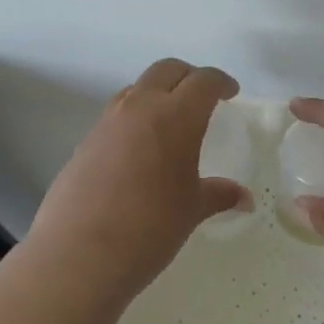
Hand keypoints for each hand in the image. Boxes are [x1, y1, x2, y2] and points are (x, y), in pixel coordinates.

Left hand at [27, 59, 251, 297]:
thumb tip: (243, 198)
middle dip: (189, 76)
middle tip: (203, 97)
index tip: (230, 93)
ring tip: (170, 121)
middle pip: (166, 70)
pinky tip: (140, 151)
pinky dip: (134, 118)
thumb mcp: (191, 210)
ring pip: (137, 89)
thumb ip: (218, 195)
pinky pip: (116, 115)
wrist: (79, 253)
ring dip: (157, 93)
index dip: (220, 82)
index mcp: (175, 116)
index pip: (203, 81)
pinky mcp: (86, 141)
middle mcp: (139, 108)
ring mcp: (107, 122)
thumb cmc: (150, 228)